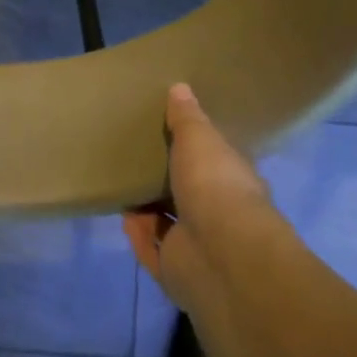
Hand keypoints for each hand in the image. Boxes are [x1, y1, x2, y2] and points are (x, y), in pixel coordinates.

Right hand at [123, 84, 282, 313]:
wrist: (219, 253)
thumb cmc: (215, 185)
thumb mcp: (199, 139)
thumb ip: (186, 118)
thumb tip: (180, 87)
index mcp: (233, 181)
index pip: (216, 162)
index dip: (198, 150)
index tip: (173, 134)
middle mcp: (220, 214)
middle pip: (190, 194)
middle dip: (168, 180)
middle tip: (139, 158)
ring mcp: (198, 245)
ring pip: (169, 223)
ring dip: (149, 208)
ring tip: (124, 184)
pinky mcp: (175, 269)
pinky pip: (151, 248)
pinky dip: (138, 233)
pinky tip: (123, 214)